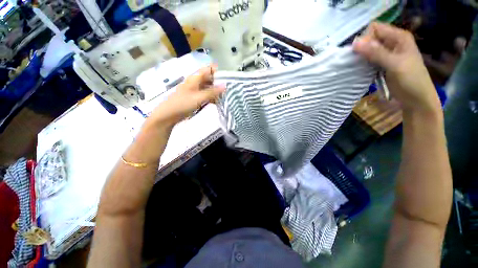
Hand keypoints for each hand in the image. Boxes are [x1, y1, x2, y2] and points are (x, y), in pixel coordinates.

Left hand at [148, 65, 225, 126]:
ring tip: (225, 96)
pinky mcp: (195, 97)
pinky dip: (211, 97)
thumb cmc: (183, 103)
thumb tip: (225, 86)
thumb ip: (212, 92)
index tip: (228, 78)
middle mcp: (195, 82)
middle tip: (229, 89)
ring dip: (216, 91)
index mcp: (195, 78)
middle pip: (209, 79)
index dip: (218, 72)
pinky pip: (205, 95)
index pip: (209, 69)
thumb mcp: (199, 97)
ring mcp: (195, 90)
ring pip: (208, 87)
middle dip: (219, 83)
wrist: (169, 114)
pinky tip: (217, 102)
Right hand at [353, 22, 440, 113]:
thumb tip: (354, 43)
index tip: (359, 52)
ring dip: (361, 57)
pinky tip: (360, 70)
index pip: (375, 28)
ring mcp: (387, 54)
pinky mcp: (382, 65)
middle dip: (361, 48)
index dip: (365, 38)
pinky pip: (369, 60)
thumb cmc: (411, 80)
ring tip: (357, 66)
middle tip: (357, 61)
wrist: (416, 99)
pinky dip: (363, 64)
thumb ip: (376, 53)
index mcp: (399, 37)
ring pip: (368, 50)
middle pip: (370, 39)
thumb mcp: (395, 64)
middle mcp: (392, 43)